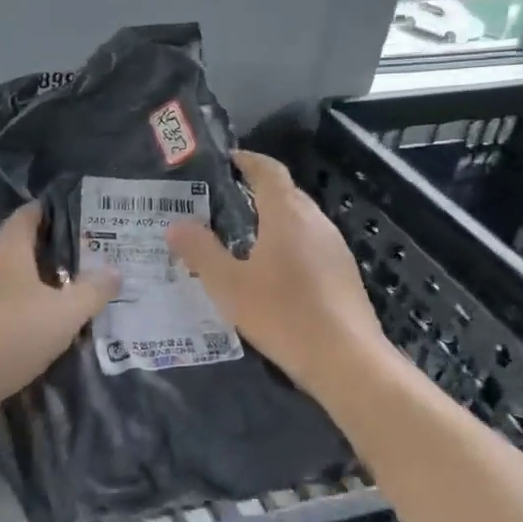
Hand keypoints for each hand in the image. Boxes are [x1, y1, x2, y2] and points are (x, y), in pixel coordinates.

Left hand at [0, 202, 119, 413]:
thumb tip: (115, 271)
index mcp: (8, 250)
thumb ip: (92, 291)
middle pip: (23, 247)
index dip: (53, 209)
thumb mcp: (64, 314)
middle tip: (93, 256)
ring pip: (16, 279)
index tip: (83, 214)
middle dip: (56, 250)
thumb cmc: (11, 334)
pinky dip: (28, 308)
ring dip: (43, 283)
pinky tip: (49, 325)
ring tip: (77, 291)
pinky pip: (7, 305)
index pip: (28, 214)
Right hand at [166, 150, 388, 403]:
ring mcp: (335, 248)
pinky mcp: (343, 273)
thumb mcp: (229, 285)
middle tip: (221, 203)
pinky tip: (271, 272)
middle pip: (286, 193)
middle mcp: (316, 222)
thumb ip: (201, 251)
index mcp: (288, 215)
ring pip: (300, 220)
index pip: (269, 171)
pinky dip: (287, 244)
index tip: (226, 160)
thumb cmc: (282, 315)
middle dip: (256, 191)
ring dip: (273, 220)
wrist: (346, 360)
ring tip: (240, 237)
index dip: (247, 160)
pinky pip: (310, 244)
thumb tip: (176, 225)